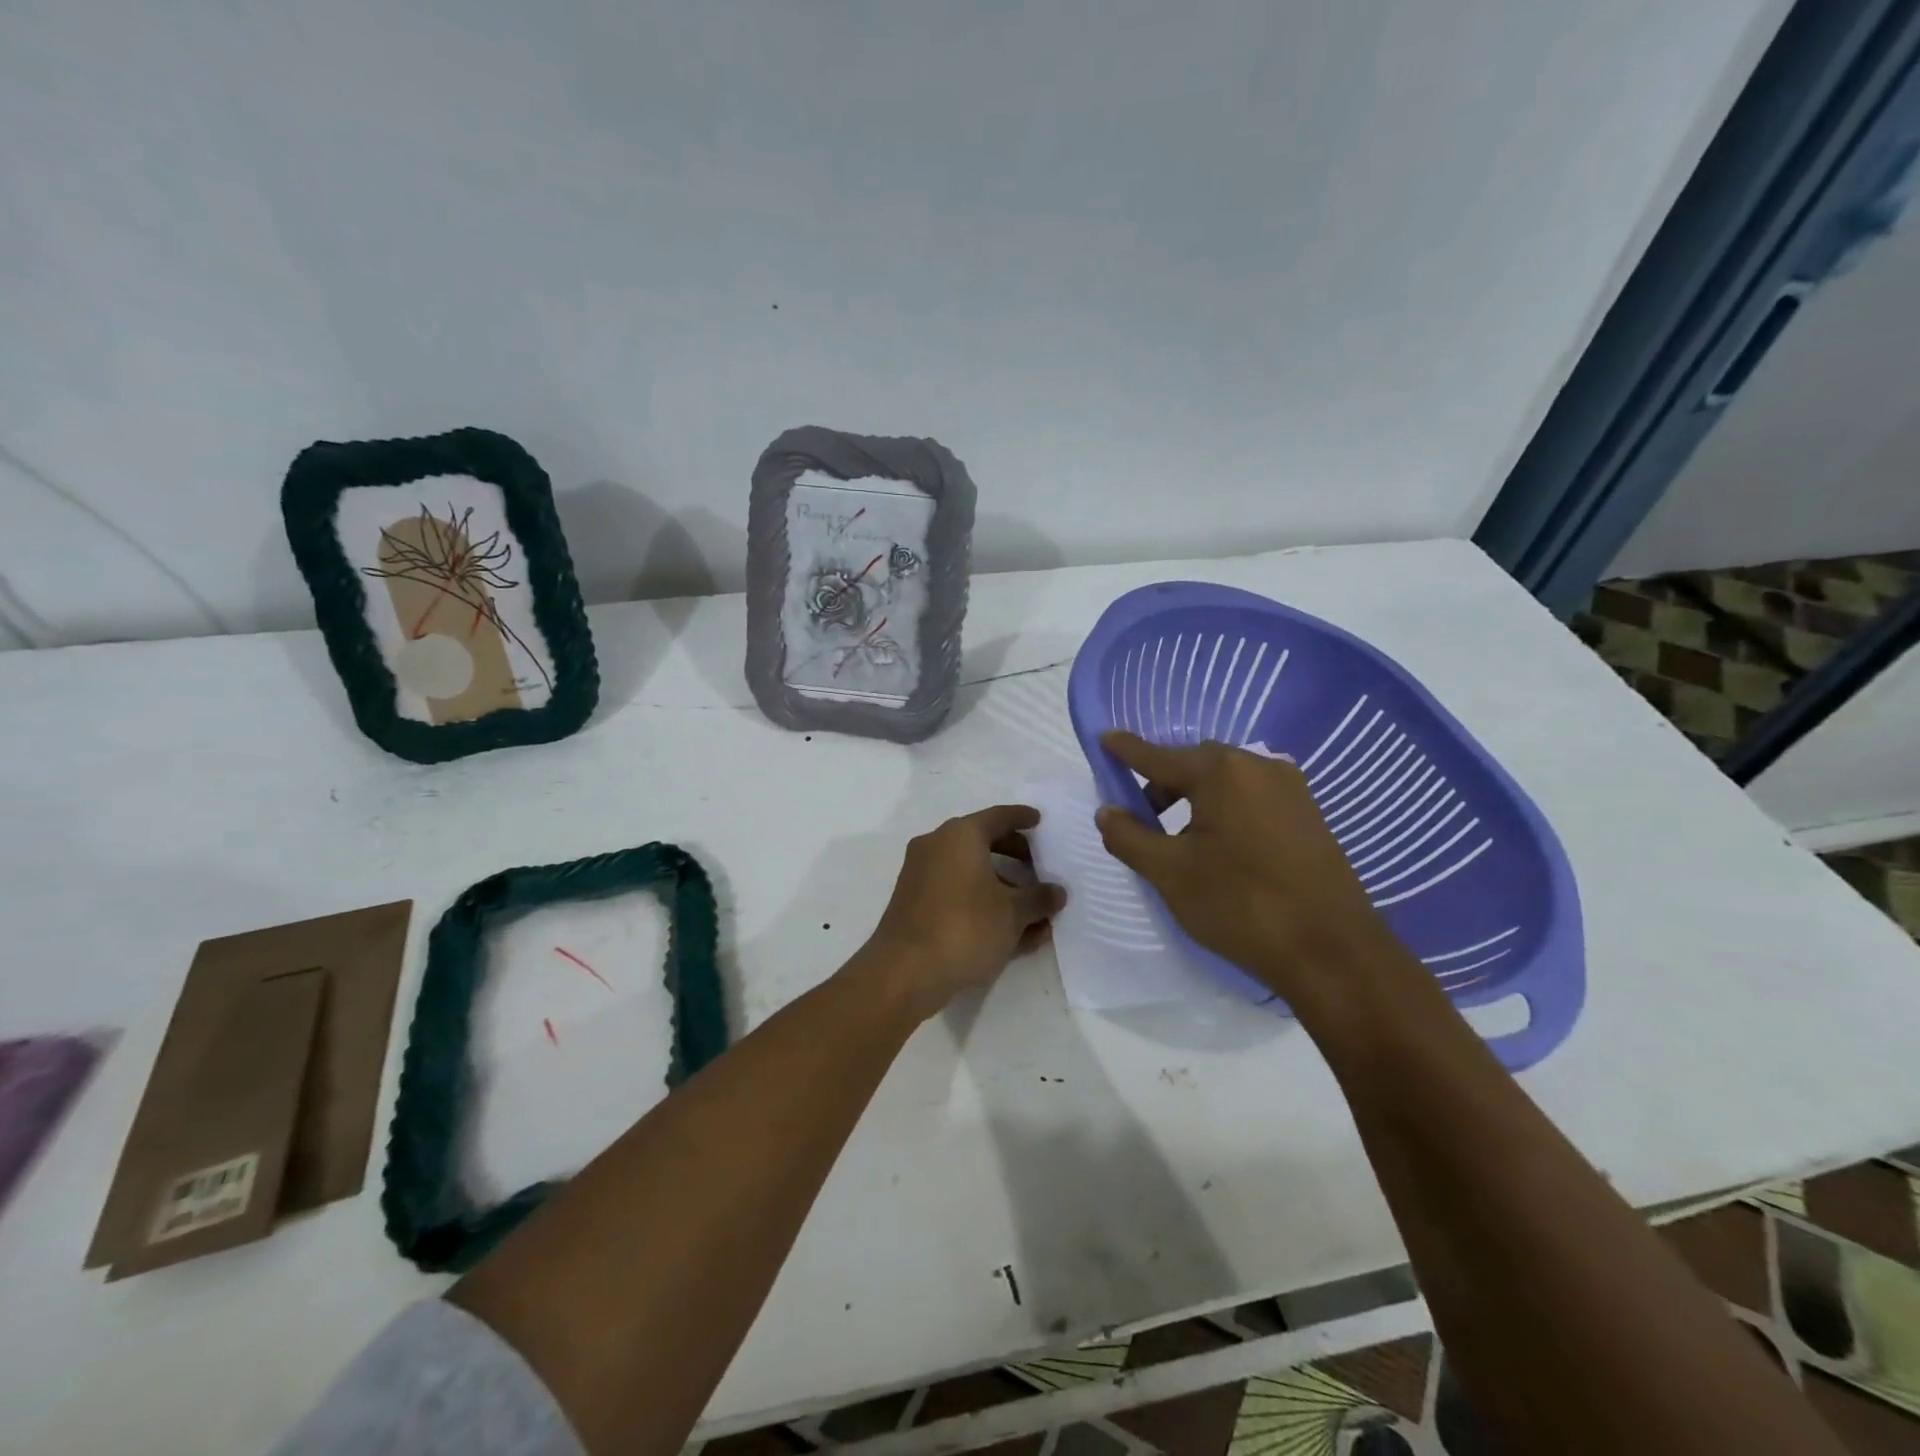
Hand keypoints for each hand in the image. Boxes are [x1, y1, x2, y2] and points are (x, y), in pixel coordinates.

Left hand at [857, 804, 1066, 1019]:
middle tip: (1040, 867)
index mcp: (960, 835)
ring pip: (971, 873)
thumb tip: (1056, 892)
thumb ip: (1039, 898)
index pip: (998, 817)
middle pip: (984, 843)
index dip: (1022, 818)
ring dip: (1004, 889)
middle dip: (1015, 856)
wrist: (904, 972)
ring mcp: (921, 875)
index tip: (1040, 821)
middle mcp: (936, 846)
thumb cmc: (965, 928)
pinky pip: (957, 894)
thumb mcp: (1013, 913)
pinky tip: (1011, 933)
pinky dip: (983, 904)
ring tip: (1036, 913)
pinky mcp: (915, 904)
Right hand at [1095, 731, 1398, 1004]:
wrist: (1332, 951)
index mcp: (1221, 771)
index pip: (1158, 755)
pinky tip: (1221, 849)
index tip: (1104, 738)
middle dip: (1162, 785)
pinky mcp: (1309, 815)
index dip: (1127, 751)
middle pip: (1194, 766)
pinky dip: (1226, 812)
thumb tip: (1107, 811)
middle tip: (1141, 817)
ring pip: (1226, 783)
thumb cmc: (1240, 904)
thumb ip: (1129, 836)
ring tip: (1180, 841)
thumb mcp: (1170, 872)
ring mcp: (1291, 789)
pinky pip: (1253, 799)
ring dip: (1195, 800)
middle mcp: (1259, 766)